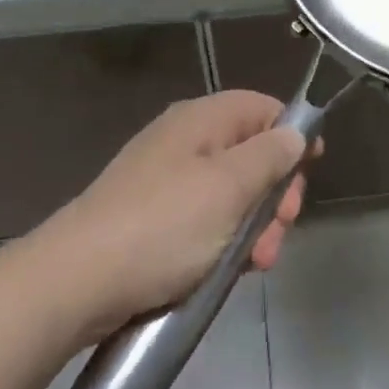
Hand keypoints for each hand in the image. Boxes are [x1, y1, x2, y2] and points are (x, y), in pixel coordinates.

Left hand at [48, 91, 314, 341]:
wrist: (77, 281)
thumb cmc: (164, 226)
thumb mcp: (229, 188)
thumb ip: (270, 155)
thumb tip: (295, 132)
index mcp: (201, 120)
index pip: (262, 107)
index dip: (292, 133)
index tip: (311, 171)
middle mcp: (184, 141)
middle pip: (250, 152)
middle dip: (275, 191)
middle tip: (281, 229)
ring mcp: (166, 180)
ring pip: (230, 193)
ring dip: (254, 224)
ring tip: (257, 263)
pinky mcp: (153, 219)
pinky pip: (204, 220)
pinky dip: (224, 241)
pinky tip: (231, 270)